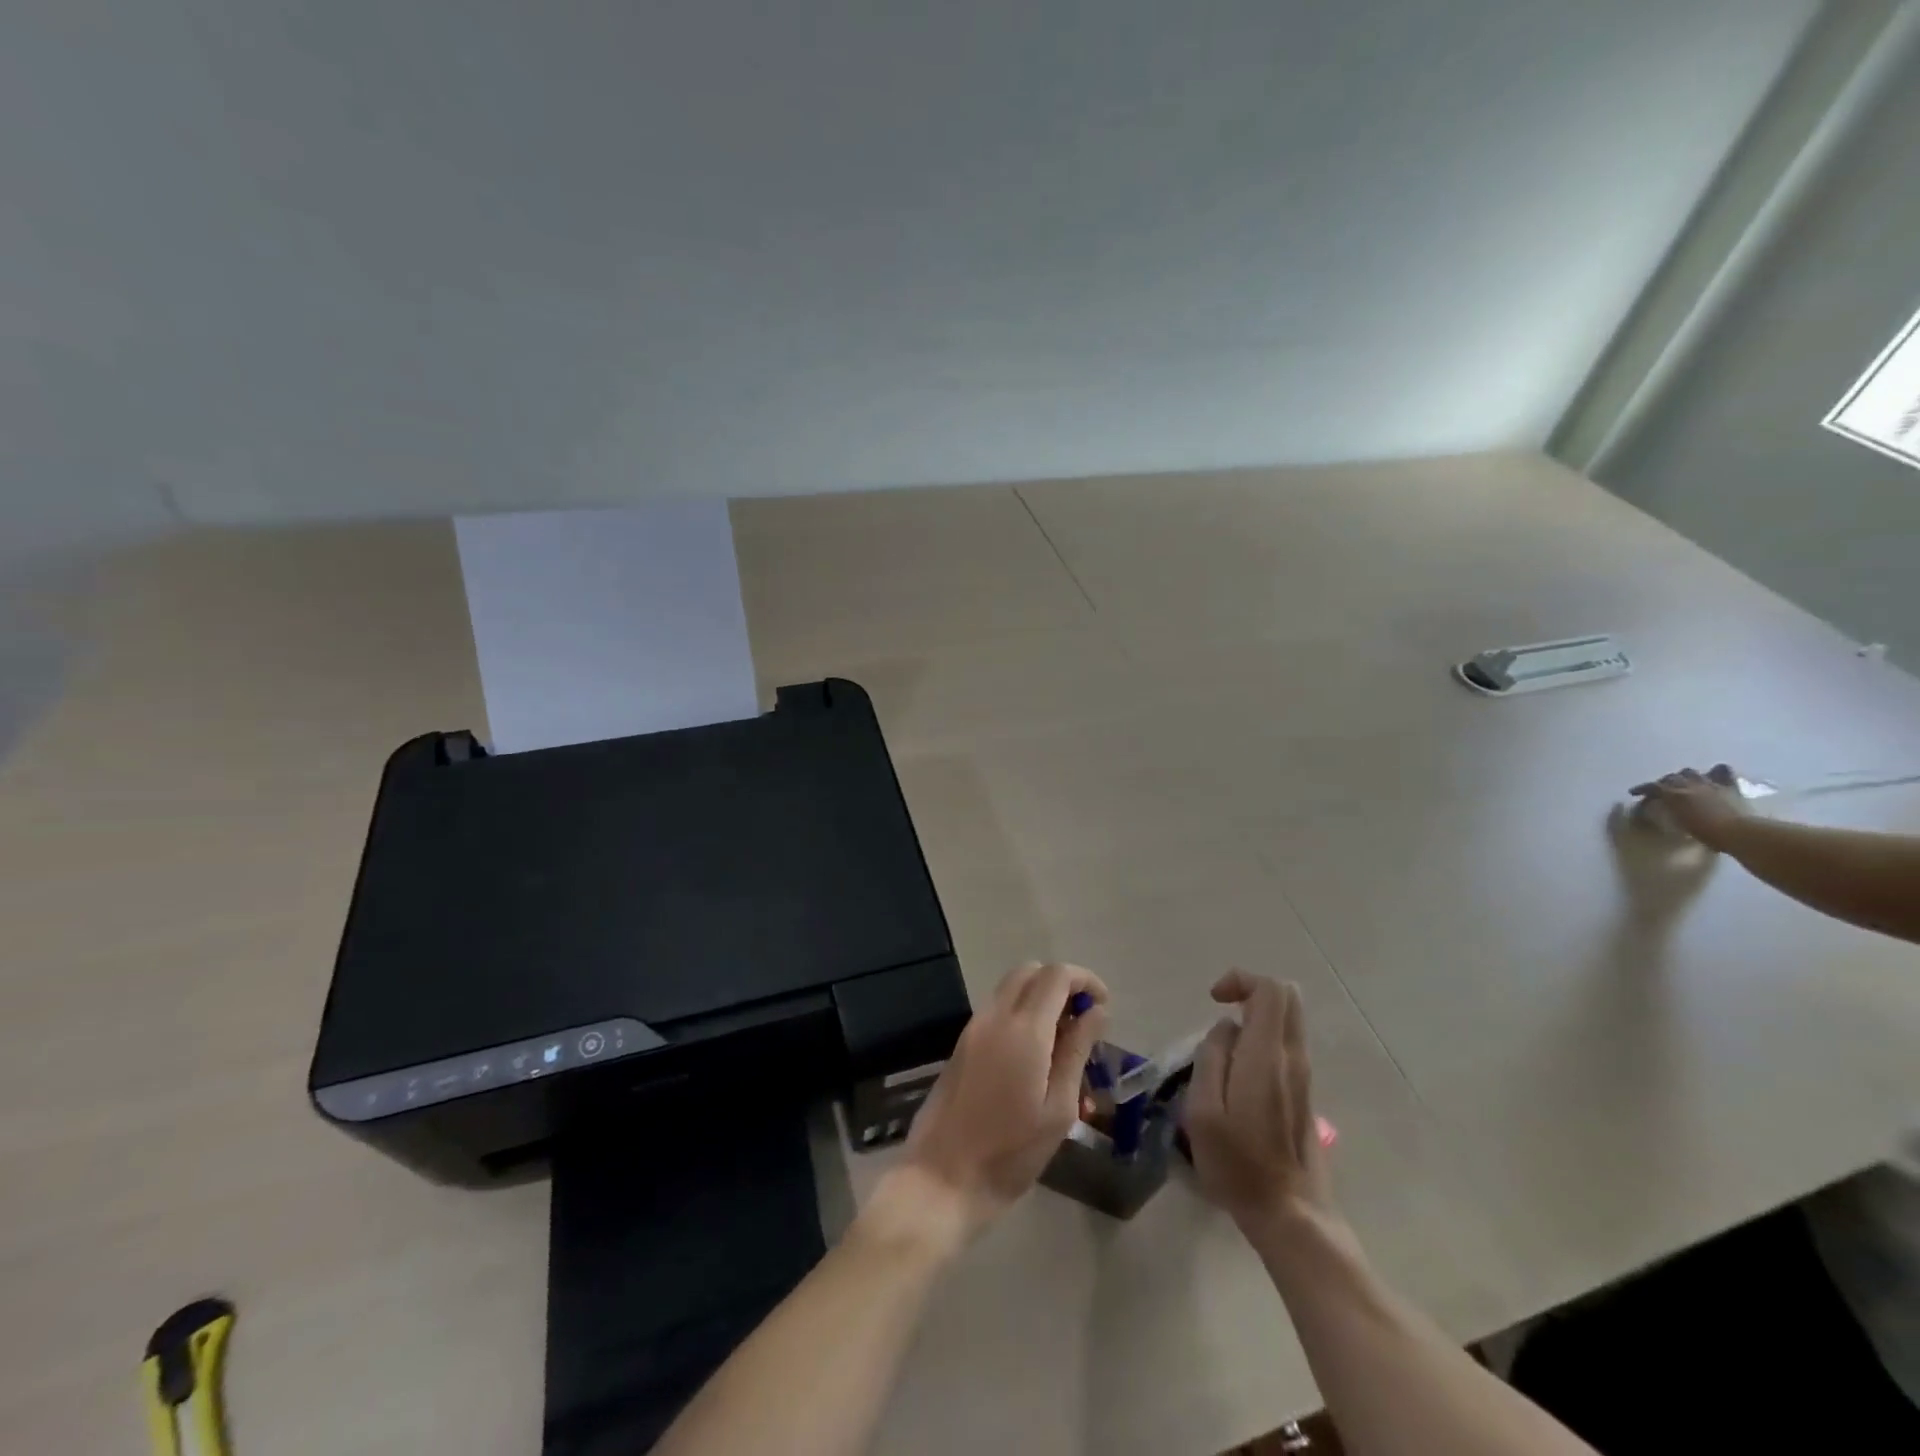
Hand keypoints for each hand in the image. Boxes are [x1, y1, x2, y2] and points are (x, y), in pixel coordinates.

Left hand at [890, 961, 1107, 1243]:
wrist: (941, 1178)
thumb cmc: (1010, 1153)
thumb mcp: (1058, 1109)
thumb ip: (1077, 1051)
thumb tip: (1096, 1011)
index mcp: (1023, 1029)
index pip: (1056, 975)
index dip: (1085, 980)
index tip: (1103, 1007)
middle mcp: (994, 1017)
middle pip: (1030, 972)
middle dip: (1061, 985)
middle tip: (1084, 1022)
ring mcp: (973, 1028)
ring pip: (1011, 989)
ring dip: (1041, 1000)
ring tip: (1065, 1046)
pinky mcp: (962, 1044)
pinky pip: (998, 1011)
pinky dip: (1022, 1016)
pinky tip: (1037, 1060)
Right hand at [1186, 971, 1331, 1230]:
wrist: (1290, 1216)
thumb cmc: (1238, 1165)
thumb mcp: (1203, 1111)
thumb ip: (1211, 1058)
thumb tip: (1224, 1029)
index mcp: (1267, 1057)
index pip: (1271, 990)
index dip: (1241, 980)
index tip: (1214, 1000)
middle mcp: (1293, 1058)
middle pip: (1287, 997)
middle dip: (1251, 990)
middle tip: (1220, 1011)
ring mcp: (1304, 1076)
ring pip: (1289, 1020)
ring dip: (1256, 1016)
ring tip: (1223, 1049)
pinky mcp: (1304, 1093)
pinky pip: (1286, 1044)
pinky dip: (1262, 1038)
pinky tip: (1237, 1073)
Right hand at [1628, 763, 1750, 850]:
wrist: (1740, 833)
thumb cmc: (1707, 833)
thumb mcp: (1679, 823)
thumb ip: (1668, 811)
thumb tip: (1660, 808)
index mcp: (1674, 794)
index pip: (1652, 787)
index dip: (1642, 789)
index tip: (1635, 793)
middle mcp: (1689, 784)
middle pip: (1671, 777)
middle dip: (1664, 782)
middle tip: (1663, 790)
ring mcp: (1710, 783)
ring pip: (1691, 772)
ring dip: (1685, 776)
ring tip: (1685, 782)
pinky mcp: (1729, 786)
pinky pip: (1722, 771)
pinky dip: (1715, 772)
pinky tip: (1713, 775)